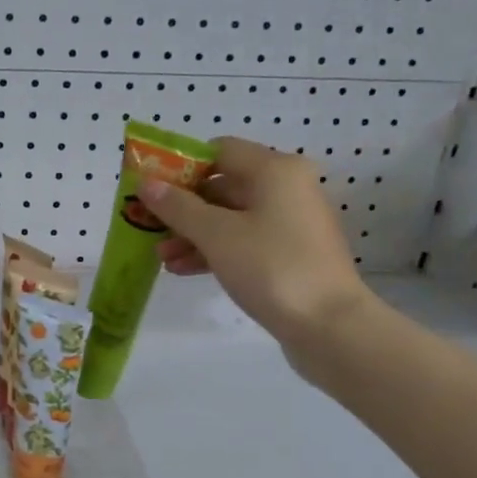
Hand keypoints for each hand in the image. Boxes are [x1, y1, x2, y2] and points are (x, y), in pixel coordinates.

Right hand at [139, 136, 372, 360]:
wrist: (330, 326)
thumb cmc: (271, 267)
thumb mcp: (216, 234)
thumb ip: (177, 207)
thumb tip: (147, 183)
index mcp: (274, 170)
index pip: (218, 150)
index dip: (181, 166)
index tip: (152, 188)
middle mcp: (286, 188)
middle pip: (223, 185)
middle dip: (183, 207)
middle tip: (149, 225)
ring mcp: (290, 222)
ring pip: (230, 217)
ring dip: (193, 233)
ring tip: (161, 256)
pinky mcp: (290, 253)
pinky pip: (244, 241)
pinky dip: (214, 250)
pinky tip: (183, 269)